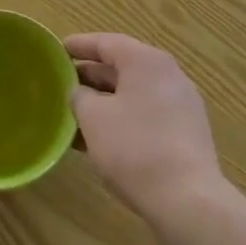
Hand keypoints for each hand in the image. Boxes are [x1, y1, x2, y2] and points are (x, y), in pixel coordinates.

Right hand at [69, 33, 224, 228]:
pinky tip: (101, 140)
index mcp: (146, 61)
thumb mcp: (93, 118)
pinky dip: (122, 119)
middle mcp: (168, 75)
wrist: (188, 201)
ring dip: (105, 102)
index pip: (106, 42)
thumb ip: (80, 97)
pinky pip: (147, 115)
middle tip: (63, 84)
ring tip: (76, 115)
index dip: (79, 45)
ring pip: (134, 94)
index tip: (57, 50)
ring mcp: (181, 106)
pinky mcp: (186, 134)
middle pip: (122, 67)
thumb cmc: (134, 148)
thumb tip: (80, 93)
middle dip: (91, 76)